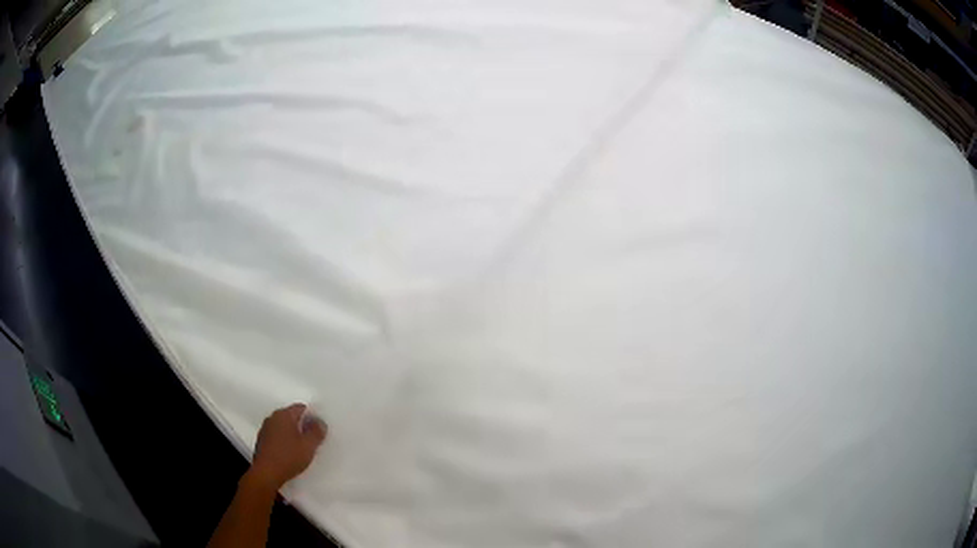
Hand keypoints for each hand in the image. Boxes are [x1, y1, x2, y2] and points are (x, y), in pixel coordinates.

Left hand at [248, 403, 327, 489]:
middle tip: (313, 440)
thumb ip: (317, 432)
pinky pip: (277, 436)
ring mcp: (265, 429)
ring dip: (293, 434)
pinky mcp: (262, 441)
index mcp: (283, 415)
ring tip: (302, 449)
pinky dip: (285, 442)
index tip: (319, 430)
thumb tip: (320, 422)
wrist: (266, 474)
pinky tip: (290, 454)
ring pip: (284, 427)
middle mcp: (272, 418)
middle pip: (291, 417)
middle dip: (303, 426)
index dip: (312, 417)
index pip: (301, 408)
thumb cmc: (288, 457)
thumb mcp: (309, 446)